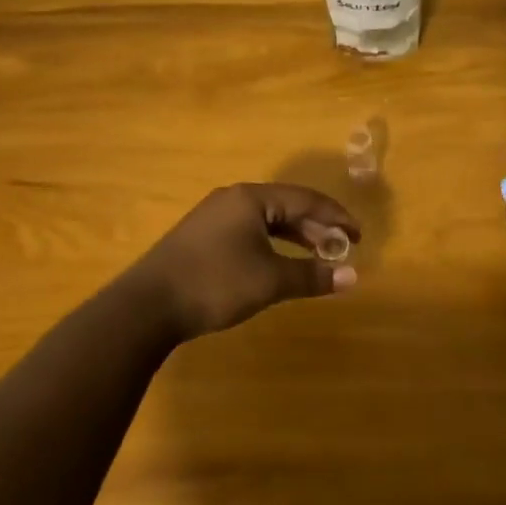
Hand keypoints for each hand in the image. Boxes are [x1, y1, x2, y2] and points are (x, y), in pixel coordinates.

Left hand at [123, 183, 360, 340]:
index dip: (336, 216)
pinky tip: (278, 265)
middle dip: (316, 227)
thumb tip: (352, 276)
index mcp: (251, 198)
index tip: (359, 235)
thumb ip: (311, 276)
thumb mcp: (269, 280)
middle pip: (286, 206)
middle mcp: (233, 198)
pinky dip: (272, 245)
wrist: (146, 306)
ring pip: (266, 220)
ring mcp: (213, 217)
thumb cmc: (215, 283)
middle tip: (342, 247)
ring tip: (317, 257)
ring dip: (294, 237)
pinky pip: (249, 231)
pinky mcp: (201, 237)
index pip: (305, 199)